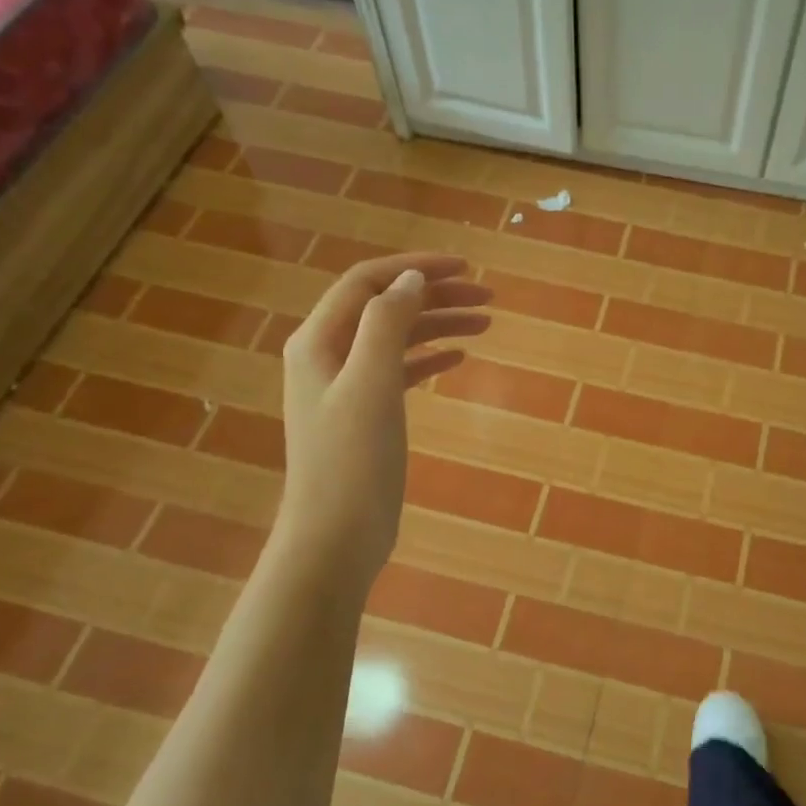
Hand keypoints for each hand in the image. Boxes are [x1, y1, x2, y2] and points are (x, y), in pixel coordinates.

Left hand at [279, 253, 491, 577]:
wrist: (336, 537)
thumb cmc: (352, 460)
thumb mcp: (371, 383)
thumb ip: (387, 323)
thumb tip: (412, 280)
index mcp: (318, 341)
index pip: (368, 283)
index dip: (415, 268)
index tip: (465, 268)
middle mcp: (327, 356)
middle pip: (385, 307)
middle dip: (435, 296)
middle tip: (487, 297)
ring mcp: (345, 387)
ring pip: (396, 339)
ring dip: (437, 326)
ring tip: (485, 324)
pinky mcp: (364, 415)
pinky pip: (399, 371)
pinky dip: (428, 359)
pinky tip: (459, 359)